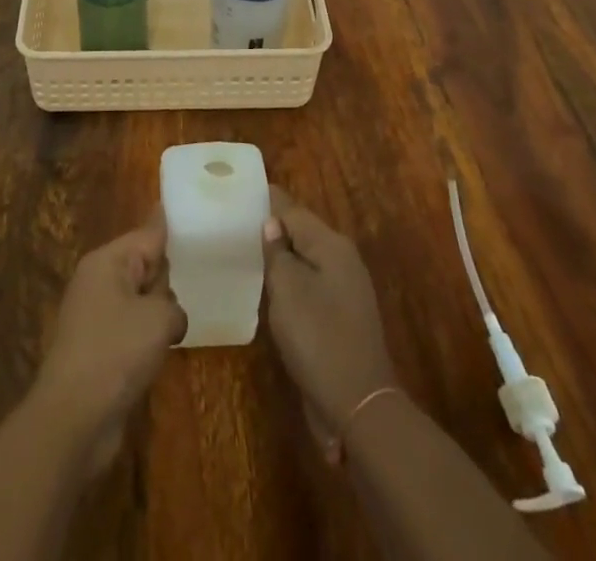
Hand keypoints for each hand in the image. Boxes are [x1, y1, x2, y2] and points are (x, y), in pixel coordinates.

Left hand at [30, 212, 187, 474]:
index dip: (169, 225)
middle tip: (203, 277)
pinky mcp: (97, 349)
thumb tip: (170, 316)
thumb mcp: (157, 319)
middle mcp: (98, 281)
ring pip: (139, 300)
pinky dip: (147, 337)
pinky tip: (165, 350)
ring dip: (159, 312)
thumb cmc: (116, 353)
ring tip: (186, 317)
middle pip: (143, 265)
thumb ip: (172, 305)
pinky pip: (131, 329)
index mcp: (107, 262)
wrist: (73, 419)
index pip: (147, 234)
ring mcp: (95, 316)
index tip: (189, 209)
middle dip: (168, 276)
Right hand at [262, 187, 398, 461]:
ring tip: (247, 248)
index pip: (293, 209)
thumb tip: (272, 223)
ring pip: (307, 258)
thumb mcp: (288, 290)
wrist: (358, 405)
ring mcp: (346, 288)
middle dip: (273, 225)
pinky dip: (291, 278)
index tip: (240, 189)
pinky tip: (271, 286)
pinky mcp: (342, 315)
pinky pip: (311, 282)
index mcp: (331, 245)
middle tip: (237, 220)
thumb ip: (277, 252)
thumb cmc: (318, 338)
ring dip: (281, 253)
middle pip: (302, 231)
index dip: (267, 199)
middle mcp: (343, 258)